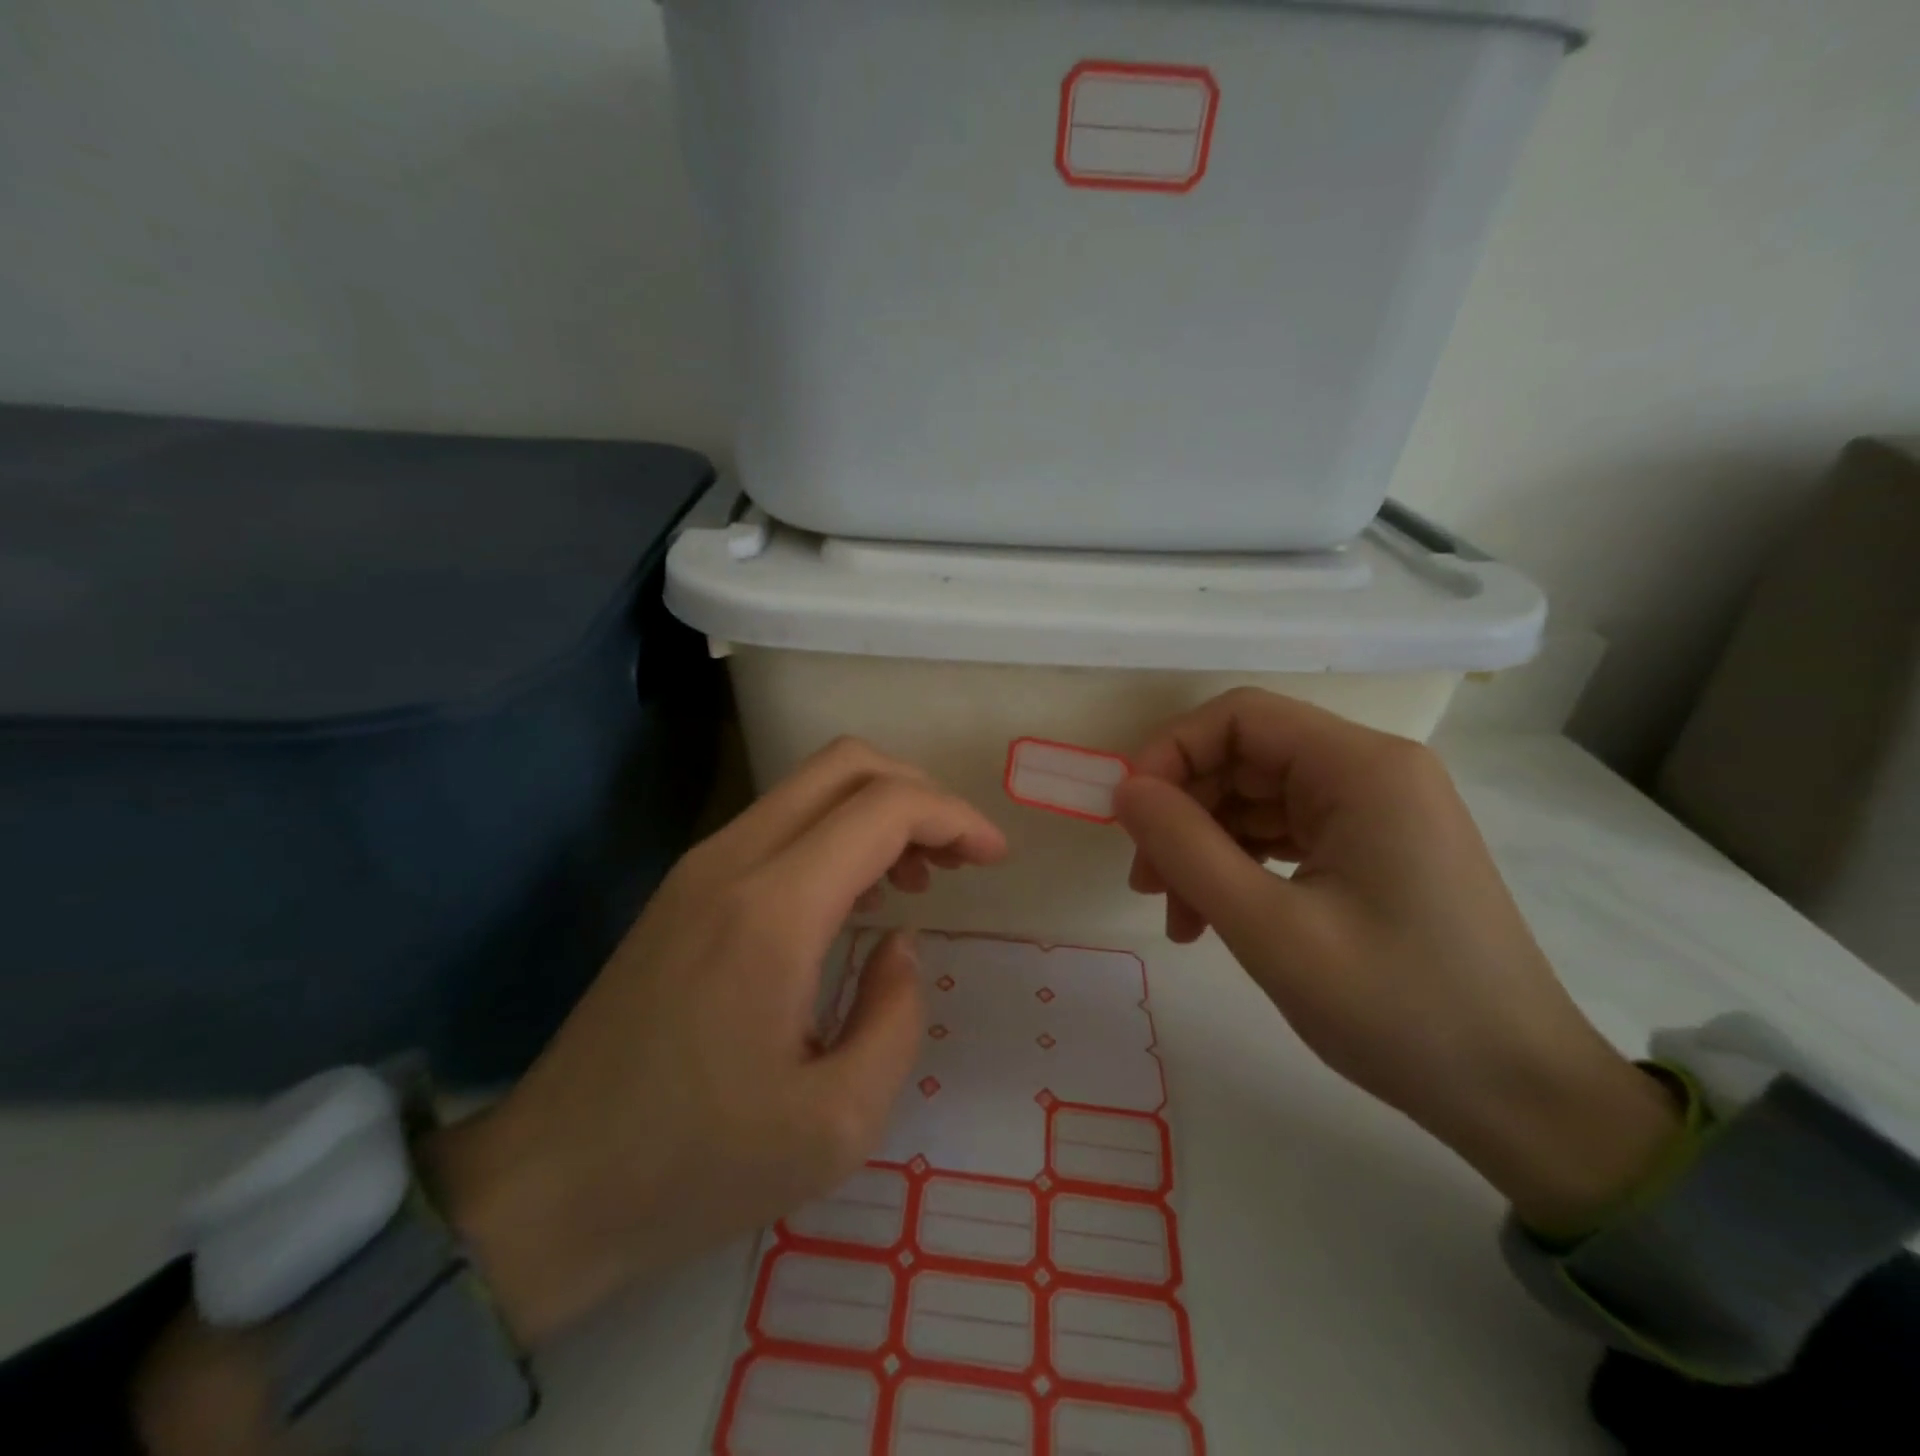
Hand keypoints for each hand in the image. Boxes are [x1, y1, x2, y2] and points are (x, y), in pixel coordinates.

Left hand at [433, 738, 1007, 1346]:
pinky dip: (836, 835)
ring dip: (877, 812)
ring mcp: (699, 867)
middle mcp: (733, 861)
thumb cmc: (696, 1166)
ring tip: (913, 880)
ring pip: (810, 787)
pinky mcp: (682, 888)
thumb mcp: (837, 1124)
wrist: (547, 1186)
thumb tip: (900, 943)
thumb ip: (894, 1016)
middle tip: (958, 856)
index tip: (994, 858)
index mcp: (774, 910)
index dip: (955, 818)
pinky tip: (852, 899)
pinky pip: (779, 824)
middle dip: (920, 793)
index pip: (885, 807)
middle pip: (846, 765)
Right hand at [1116, 689, 1680, 1235]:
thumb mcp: (1271, 929)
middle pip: (1245, 759)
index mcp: (1362, 768)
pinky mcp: (1373, 852)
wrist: (1521, 1098)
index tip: (1130, 816)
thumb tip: (1124, 789)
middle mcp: (1373, 773)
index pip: (1241, 717)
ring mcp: (1375, 813)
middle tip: (1146, 882)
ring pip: (1256, 801)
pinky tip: (1214, 920)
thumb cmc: (1398, 1008)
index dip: (1171, 752)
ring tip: (1179, 918)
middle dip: (1183, 813)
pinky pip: (1283, 837)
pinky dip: (1239, 869)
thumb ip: (1186, 848)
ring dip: (1205, 849)